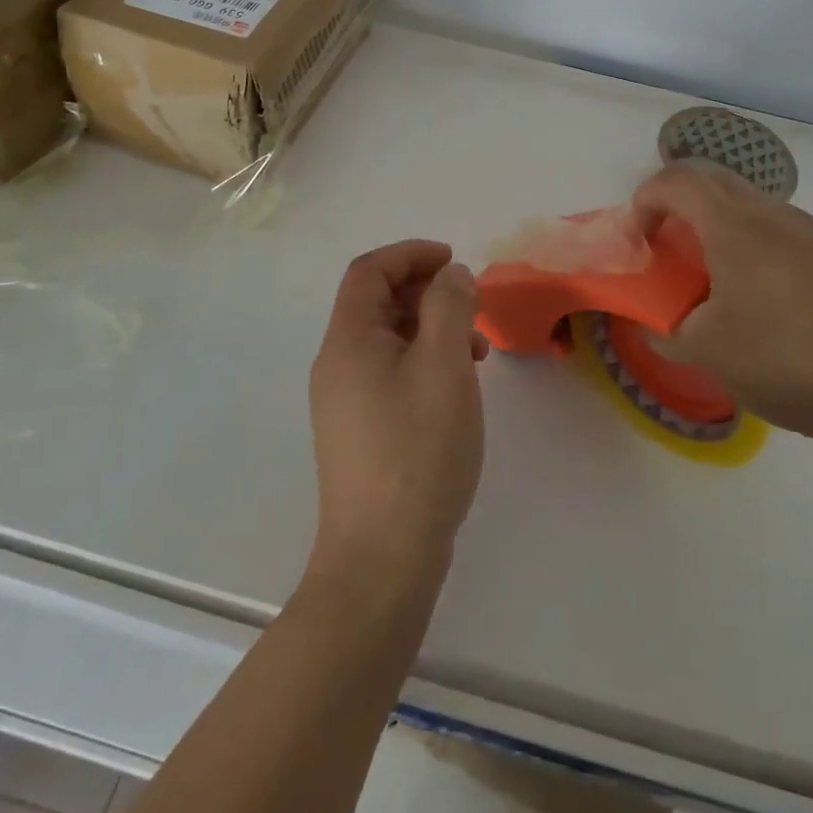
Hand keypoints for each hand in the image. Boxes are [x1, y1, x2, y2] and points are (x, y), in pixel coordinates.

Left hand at [307, 241, 485, 591]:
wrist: (382, 558)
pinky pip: (390, 372)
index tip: (454, 261)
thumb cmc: (417, 451)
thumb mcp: (444, 367)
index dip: (411, 254)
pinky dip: (423, 361)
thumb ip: (449, 307)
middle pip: (376, 302)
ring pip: (387, 339)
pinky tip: (455, 387)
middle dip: (425, 291)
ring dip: (429, 328)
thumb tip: (451, 274)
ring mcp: (345, 400)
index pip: (369, 271)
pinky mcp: (359, 430)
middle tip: (470, 305)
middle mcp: (337, 364)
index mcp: (348, 341)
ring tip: (475, 350)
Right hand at [632, 162, 812, 445]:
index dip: (645, 200)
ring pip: (754, 209)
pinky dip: (761, 253)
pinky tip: (777, 310)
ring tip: (723, 289)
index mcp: (733, 226)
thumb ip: (670, 334)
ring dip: (724, 232)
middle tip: (673, 254)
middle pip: (715, 182)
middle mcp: (774, 214)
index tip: (640, 241)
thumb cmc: (794, 358)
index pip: (675, 180)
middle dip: (681, 208)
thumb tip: (660, 327)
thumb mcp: (712, 355)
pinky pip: (787, 235)